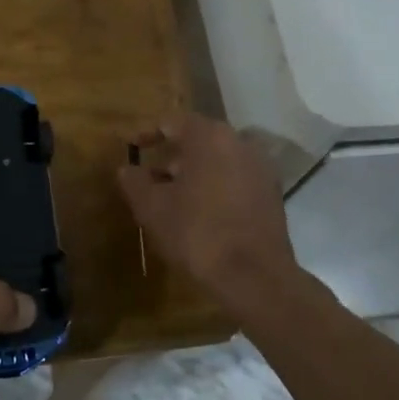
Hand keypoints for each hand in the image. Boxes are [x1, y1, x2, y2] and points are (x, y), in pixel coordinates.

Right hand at [116, 113, 298, 305]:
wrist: (254, 277)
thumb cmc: (197, 233)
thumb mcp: (152, 207)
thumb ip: (135, 181)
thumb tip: (126, 169)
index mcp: (210, 137)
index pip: (172, 121)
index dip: (147, 133)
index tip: (130, 146)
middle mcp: (240, 143)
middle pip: (198, 141)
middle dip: (170, 157)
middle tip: (148, 178)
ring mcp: (260, 169)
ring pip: (217, 161)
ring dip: (192, 174)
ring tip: (170, 199)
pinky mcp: (272, 195)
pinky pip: (234, 180)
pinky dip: (214, 188)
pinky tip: (199, 214)